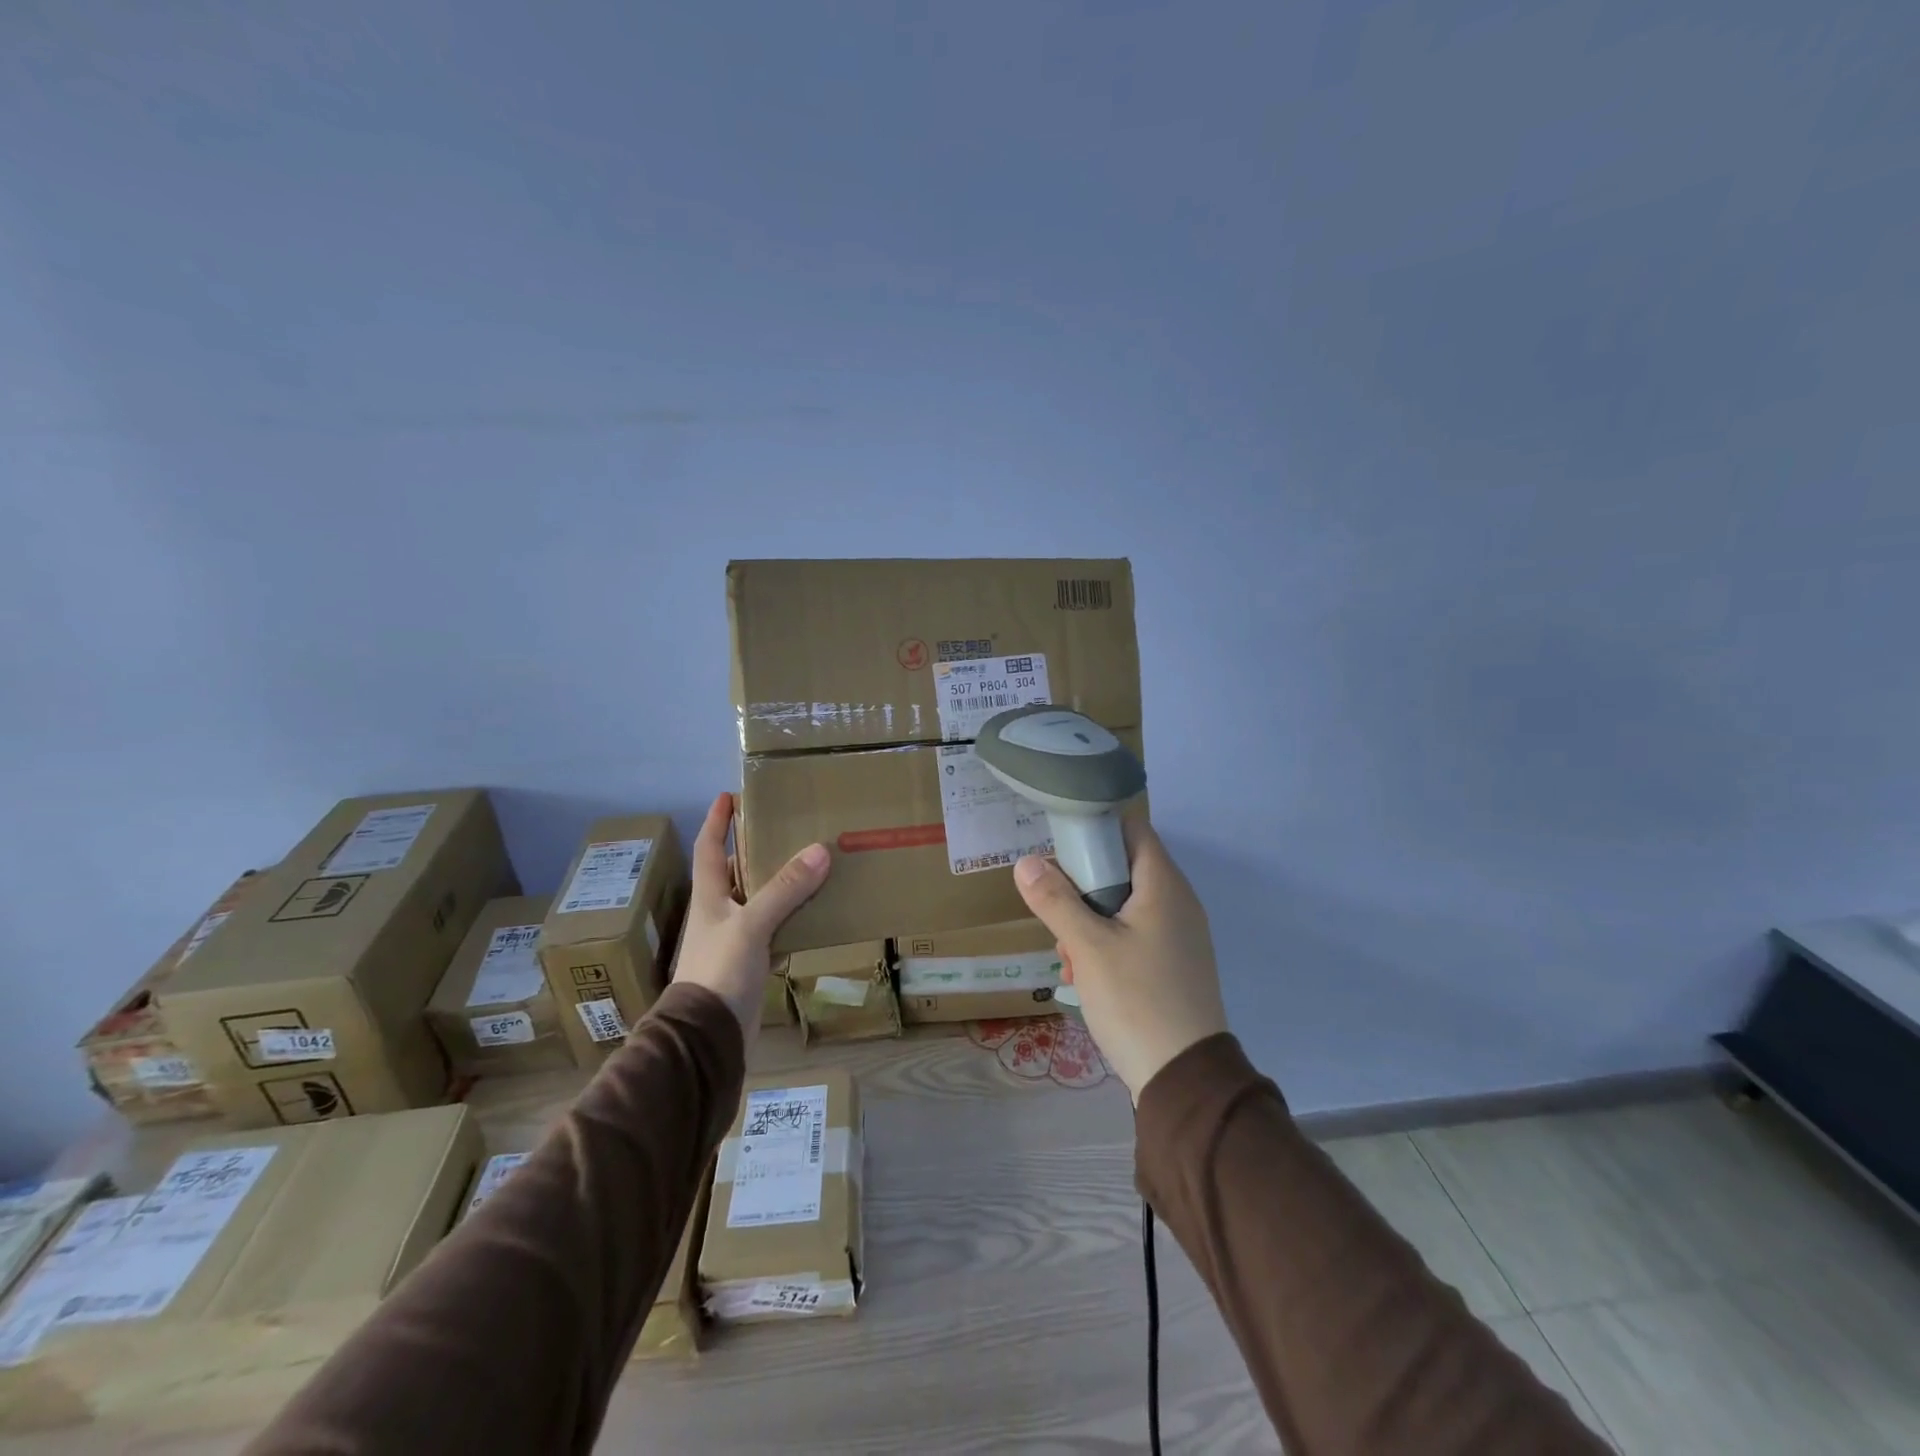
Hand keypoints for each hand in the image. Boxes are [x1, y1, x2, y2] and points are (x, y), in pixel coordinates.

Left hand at [669, 793, 828, 1054]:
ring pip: (758, 902)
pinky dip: (791, 919)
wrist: (708, 1038)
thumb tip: (819, 850)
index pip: (708, 848)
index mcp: (709, 898)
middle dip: (753, 849)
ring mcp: (734, 941)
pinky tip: (814, 914)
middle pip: (734, 873)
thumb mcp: (752, 925)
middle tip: (784, 828)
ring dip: (778, 884)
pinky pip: (774, 931)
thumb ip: (784, 889)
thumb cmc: (719, 972)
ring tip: (808, 864)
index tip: (728, 795)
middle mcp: (718, 915)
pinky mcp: (750, 965)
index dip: (716, 821)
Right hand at [1013, 818, 1226, 1101]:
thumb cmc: (1137, 999)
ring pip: (1122, 906)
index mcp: (1164, 885)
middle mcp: (1177, 902)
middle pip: (1121, 868)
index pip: (1131, 828)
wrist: (1184, 1078)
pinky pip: (1133, 935)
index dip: (1095, 827)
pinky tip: (1086, 978)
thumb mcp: (1088, 946)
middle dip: (1081, 888)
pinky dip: (1106, 945)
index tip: (1059, 845)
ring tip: (1069, 958)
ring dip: (1088, 922)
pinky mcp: (1173, 963)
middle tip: (1056, 915)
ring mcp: (1178, 935)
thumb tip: (1026, 862)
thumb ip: (1055, 900)